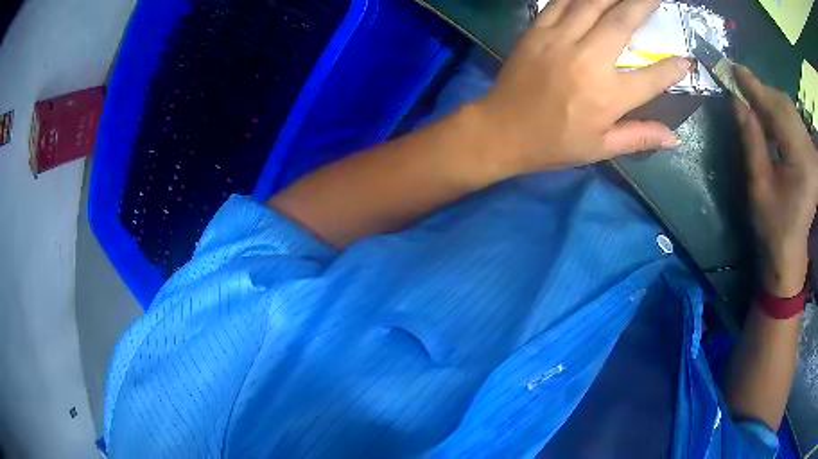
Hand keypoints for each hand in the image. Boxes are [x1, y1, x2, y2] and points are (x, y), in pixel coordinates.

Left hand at [474, 0, 689, 174]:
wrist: (502, 130)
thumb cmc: (554, 144)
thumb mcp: (601, 148)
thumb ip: (640, 137)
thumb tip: (674, 138)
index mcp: (608, 96)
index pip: (652, 77)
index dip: (673, 69)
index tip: (686, 60)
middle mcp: (588, 60)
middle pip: (622, 23)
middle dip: (643, 5)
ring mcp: (560, 40)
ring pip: (591, 4)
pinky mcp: (538, 31)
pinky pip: (561, 2)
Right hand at [734, 66, 817, 297]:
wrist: (790, 257)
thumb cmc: (773, 229)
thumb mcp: (758, 185)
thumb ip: (750, 138)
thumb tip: (736, 100)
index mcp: (801, 159)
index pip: (776, 109)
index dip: (753, 86)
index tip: (731, 68)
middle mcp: (809, 149)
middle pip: (784, 103)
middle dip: (761, 90)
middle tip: (737, 84)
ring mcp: (811, 150)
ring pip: (788, 108)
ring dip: (769, 99)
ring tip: (750, 98)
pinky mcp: (810, 153)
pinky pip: (793, 119)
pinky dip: (778, 111)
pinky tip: (767, 113)